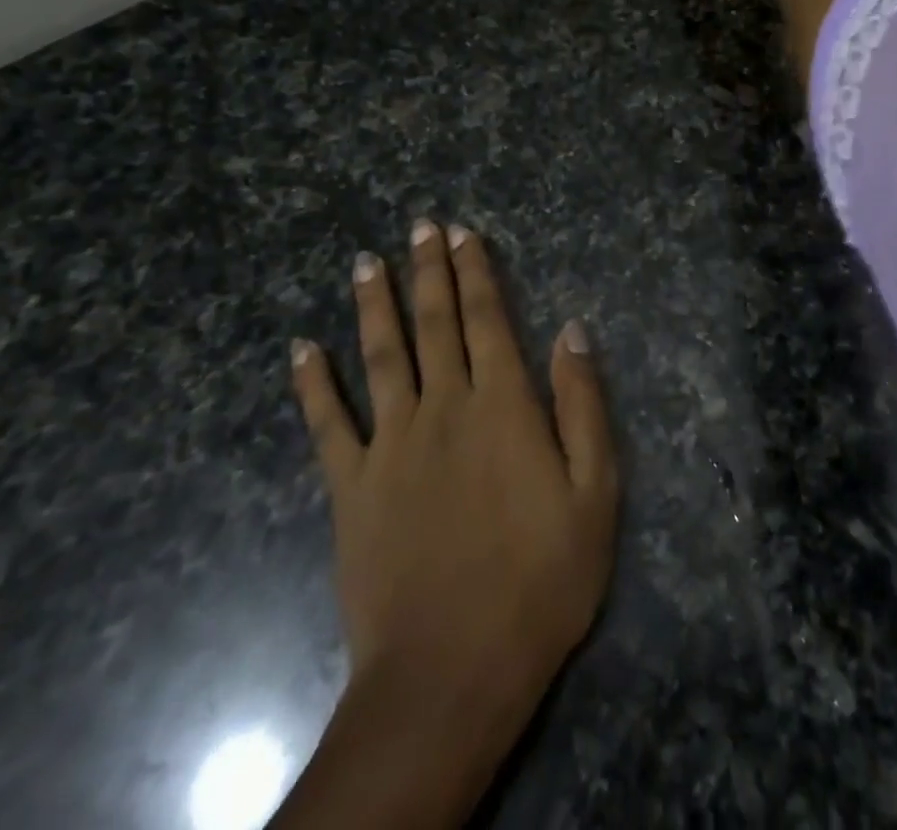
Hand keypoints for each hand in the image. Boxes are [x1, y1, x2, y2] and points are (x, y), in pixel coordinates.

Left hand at [276, 221, 618, 829]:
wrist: (451, 671)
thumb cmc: (540, 580)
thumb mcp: (595, 492)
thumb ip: (583, 404)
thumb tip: (572, 328)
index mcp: (502, 405)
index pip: (487, 319)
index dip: (475, 271)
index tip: (462, 233)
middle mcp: (444, 407)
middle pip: (434, 323)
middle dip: (428, 270)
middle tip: (419, 225)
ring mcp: (390, 444)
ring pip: (380, 356)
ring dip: (373, 304)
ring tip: (365, 262)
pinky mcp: (351, 487)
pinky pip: (328, 424)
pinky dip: (313, 384)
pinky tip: (301, 349)